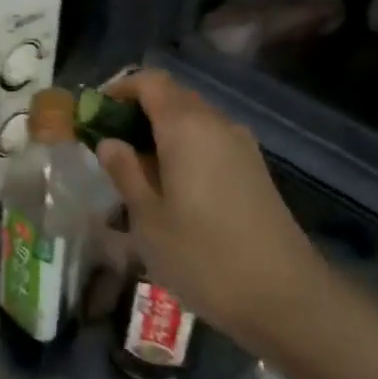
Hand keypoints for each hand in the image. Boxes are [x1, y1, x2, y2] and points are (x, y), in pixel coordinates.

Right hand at [95, 70, 329, 349]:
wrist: (284, 297)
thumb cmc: (203, 256)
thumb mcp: (148, 219)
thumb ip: (125, 172)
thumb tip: (109, 142)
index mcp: (187, 127)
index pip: (150, 81)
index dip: (119, 89)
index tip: (94, 114)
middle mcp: (218, 125)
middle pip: (173, 97)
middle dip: (137, 111)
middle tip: (108, 145)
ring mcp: (242, 147)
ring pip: (194, 121)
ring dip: (161, 133)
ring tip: (135, 170)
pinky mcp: (254, 171)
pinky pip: (211, 142)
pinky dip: (184, 150)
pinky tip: (170, 188)